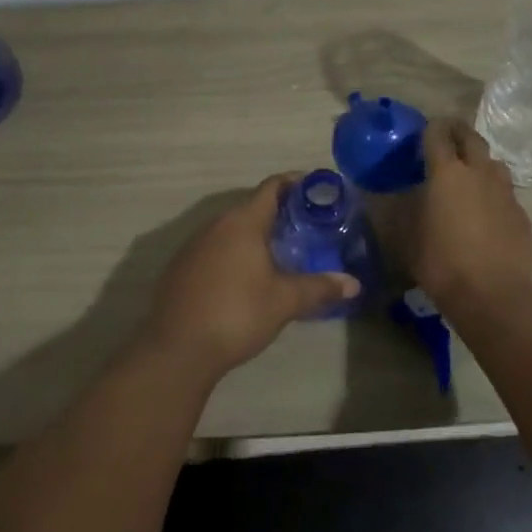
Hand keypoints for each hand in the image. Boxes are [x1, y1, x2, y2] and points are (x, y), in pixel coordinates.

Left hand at [142, 175, 360, 377]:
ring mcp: (194, 246)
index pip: (271, 187)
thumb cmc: (237, 313)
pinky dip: (234, 252)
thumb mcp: (285, 301)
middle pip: (251, 207)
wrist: (177, 348)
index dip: (295, 183)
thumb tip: (354, 284)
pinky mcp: (181, 268)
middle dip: (279, 212)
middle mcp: (216, 225)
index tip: (316, 189)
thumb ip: (319, 288)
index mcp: (243, 222)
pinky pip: (215, 248)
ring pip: (231, 229)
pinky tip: (245, 276)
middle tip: (306, 226)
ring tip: (280, 251)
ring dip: (255, 234)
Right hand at [414, 119, 531, 306]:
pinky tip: (485, 212)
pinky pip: (505, 192)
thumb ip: (403, 212)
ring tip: (469, 175)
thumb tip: (398, 198)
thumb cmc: (441, 263)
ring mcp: (505, 192)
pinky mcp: (521, 213)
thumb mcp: (407, 238)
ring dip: (480, 162)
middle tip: (448, 137)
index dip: (430, 128)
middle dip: (458, 132)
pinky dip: (493, 193)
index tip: (423, 130)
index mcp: (446, 173)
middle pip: (471, 138)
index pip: (437, 135)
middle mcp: (478, 173)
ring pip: (493, 163)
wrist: (493, 295)